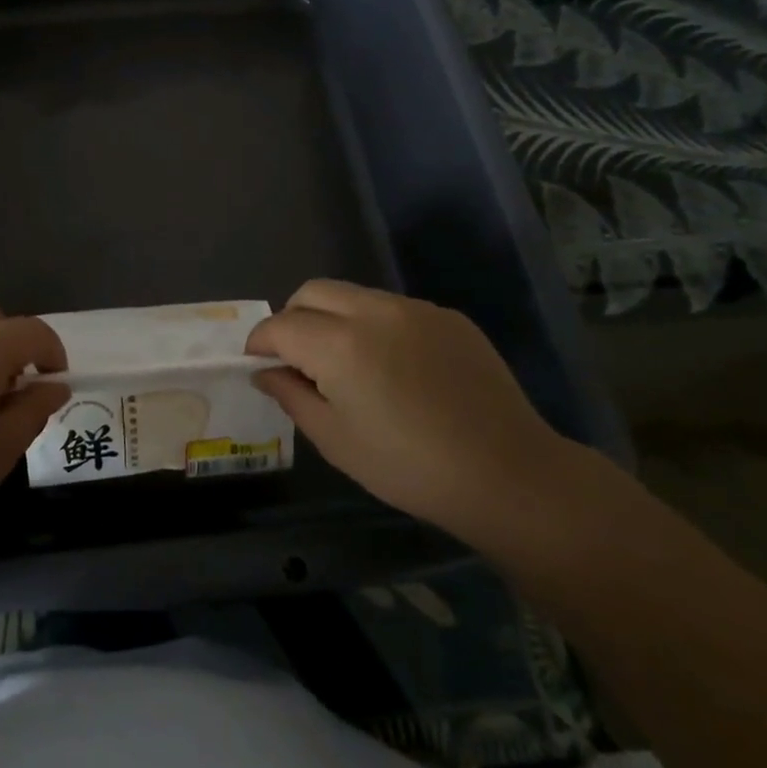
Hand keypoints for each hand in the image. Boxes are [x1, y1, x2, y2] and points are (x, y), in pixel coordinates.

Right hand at [246, 280, 567, 537]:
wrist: (508, 475)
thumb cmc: (409, 467)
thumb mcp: (336, 440)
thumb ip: (291, 396)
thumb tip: (266, 372)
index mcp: (339, 343)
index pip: (280, 325)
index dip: (260, 342)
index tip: (258, 363)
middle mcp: (373, 311)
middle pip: (312, 292)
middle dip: (292, 318)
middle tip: (296, 358)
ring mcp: (415, 309)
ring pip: (353, 295)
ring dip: (333, 318)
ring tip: (346, 363)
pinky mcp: (448, 317)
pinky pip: (393, 308)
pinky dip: (375, 326)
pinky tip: (394, 367)